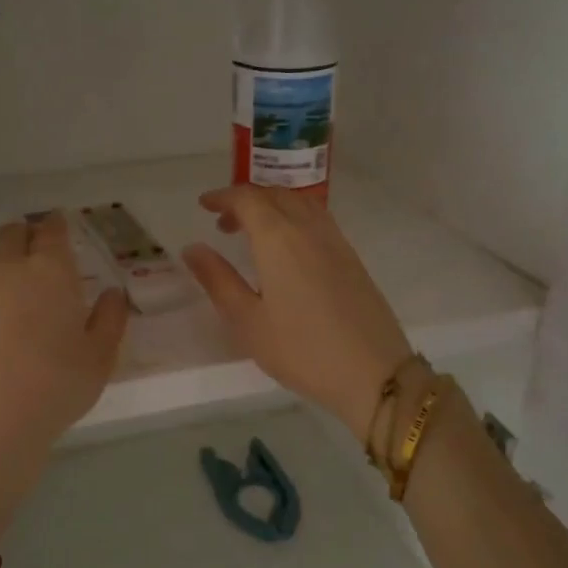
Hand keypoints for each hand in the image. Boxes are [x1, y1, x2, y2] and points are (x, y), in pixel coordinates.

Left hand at [0, 214, 129, 549]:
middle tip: (38, 251)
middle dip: (26, 235)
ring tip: (9, 278)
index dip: (57, 224)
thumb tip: (113, 295)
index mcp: (50, 271)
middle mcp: (8, 271)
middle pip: (11, 234)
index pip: (51, 230)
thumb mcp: (99, 358)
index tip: (61, 226)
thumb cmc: (55, 386)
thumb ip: (109, 320)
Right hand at [183, 186, 412, 436]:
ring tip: (254, 233)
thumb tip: (193, 249)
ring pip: (301, 204)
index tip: (204, 205)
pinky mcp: (353, 259)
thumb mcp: (248, 321)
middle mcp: (309, 229)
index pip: (248, 199)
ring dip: (273, 206)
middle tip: (223, 223)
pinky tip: (289, 250)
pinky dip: (295, 218)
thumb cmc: (301, 350)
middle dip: (246, 200)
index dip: (223, 197)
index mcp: (278, 239)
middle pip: (276, 195)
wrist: (374, 373)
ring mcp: (336, 242)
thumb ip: (218, 280)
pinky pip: (319, 220)